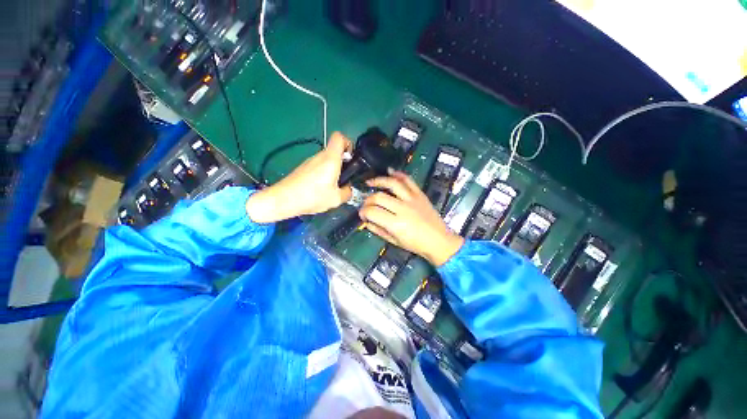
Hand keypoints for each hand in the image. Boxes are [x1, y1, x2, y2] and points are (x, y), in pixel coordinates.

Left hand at [246, 132, 352, 222]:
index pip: (339, 137)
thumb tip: (348, 189)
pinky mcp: (303, 168)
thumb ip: (347, 192)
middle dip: (343, 163)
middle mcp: (320, 156)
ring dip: (333, 170)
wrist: (283, 199)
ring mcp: (310, 161)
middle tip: (344, 178)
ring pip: (326, 160)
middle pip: (334, 151)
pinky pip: (318, 167)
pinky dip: (323, 175)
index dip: (348, 143)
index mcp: (331, 159)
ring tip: (332, 188)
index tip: (351, 158)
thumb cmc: (312, 196)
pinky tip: (320, 190)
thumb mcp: (336, 199)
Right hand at [359, 171, 463, 266]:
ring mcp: (412, 199)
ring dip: (379, 181)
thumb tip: (366, 222)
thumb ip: (379, 230)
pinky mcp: (420, 194)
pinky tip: (390, 172)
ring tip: (370, 182)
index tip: (362, 215)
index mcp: (396, 224)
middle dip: (368, 200)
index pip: (372, 212)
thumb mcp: (395, 241)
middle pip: (379, 197)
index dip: (363, 212)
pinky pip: (408, 180)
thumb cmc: (417, 245)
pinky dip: (399, 174)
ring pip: (392, 184)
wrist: (439, 240)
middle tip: (366, 204)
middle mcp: (403, 208)